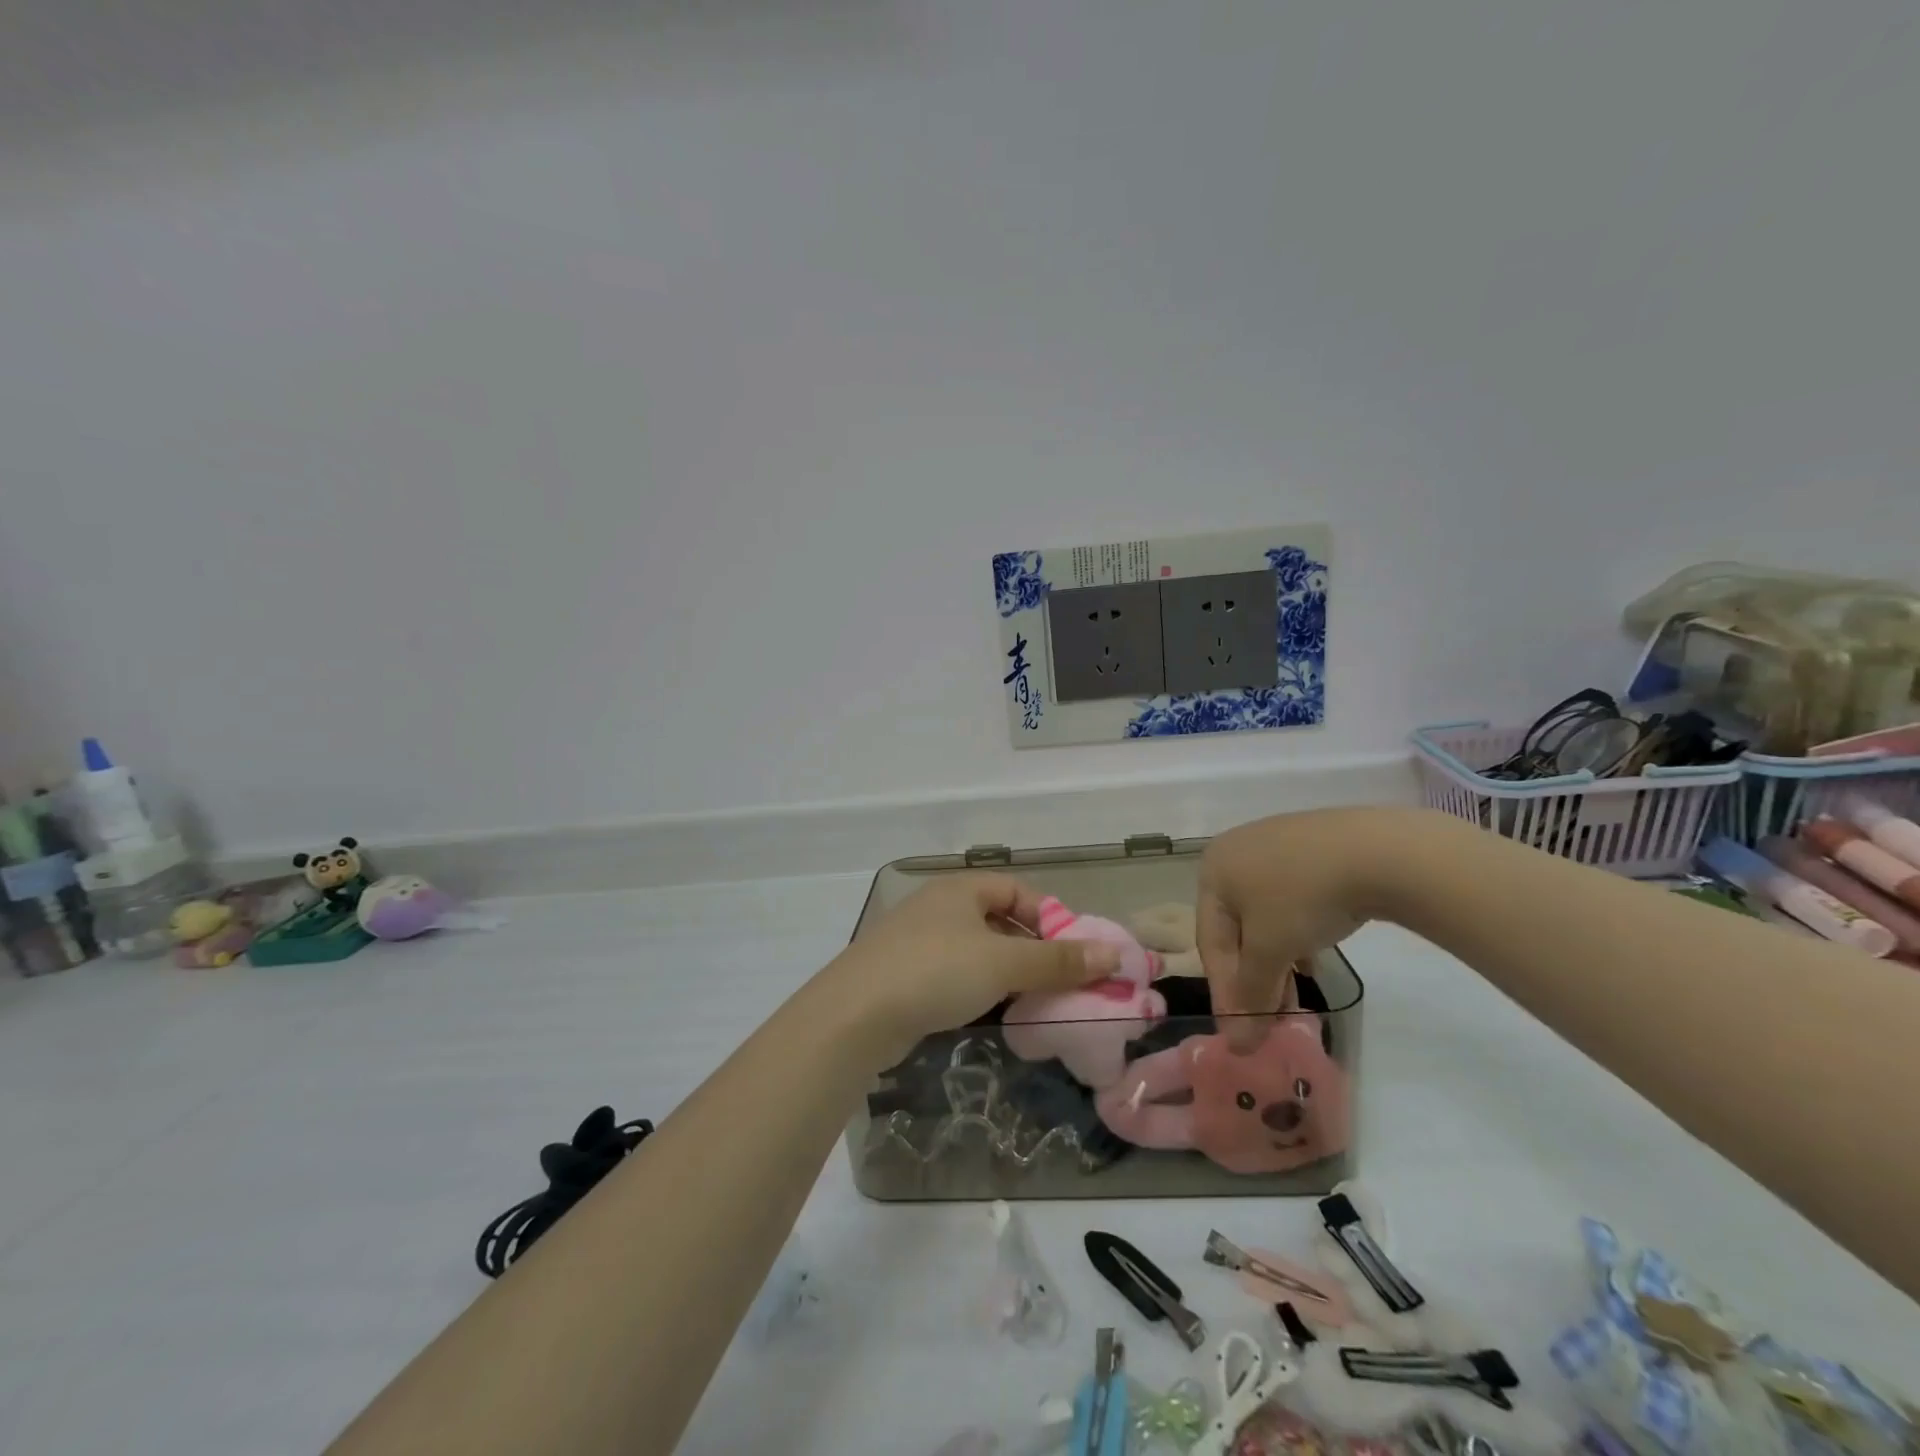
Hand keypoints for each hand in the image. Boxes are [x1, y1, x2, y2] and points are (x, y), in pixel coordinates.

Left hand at [823, 874, 1122, 1067]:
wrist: (855, 1014)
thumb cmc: (935, 972)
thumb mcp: (1004, 964)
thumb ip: (1059, 961)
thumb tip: (1115, 955)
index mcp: (961, 889)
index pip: (1018, 891)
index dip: (1050, 918)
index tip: (1073, 953)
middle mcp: (938, 906)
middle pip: (998, 920)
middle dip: (1032, 950)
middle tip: (1059, 983)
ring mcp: (917, 941)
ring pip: (977, 951)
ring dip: (1007, 973)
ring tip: (1033, 1003)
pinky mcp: (903, 975)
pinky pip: (954, 974)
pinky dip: (978, 989)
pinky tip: (991, 1014)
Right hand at [1198, 808, 1403, 1048]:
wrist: (1376, 850)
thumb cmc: (1303, 898)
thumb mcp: (1271, 950)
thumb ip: (1251, 996)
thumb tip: (1238, 1045)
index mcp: (1212, 870)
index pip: (1211, 943)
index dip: (1225, 993)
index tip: (1242, 1037)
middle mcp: (1235, 853)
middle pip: (1237, 930)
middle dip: (1253, 980)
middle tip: (1270, 1023)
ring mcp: (1275, 847)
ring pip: (1265, 917)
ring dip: (1275, 963)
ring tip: (1293, 1002)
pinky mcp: (1311, 849)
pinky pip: (1291, 900)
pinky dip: (1295, 936)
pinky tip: (1310, 962)